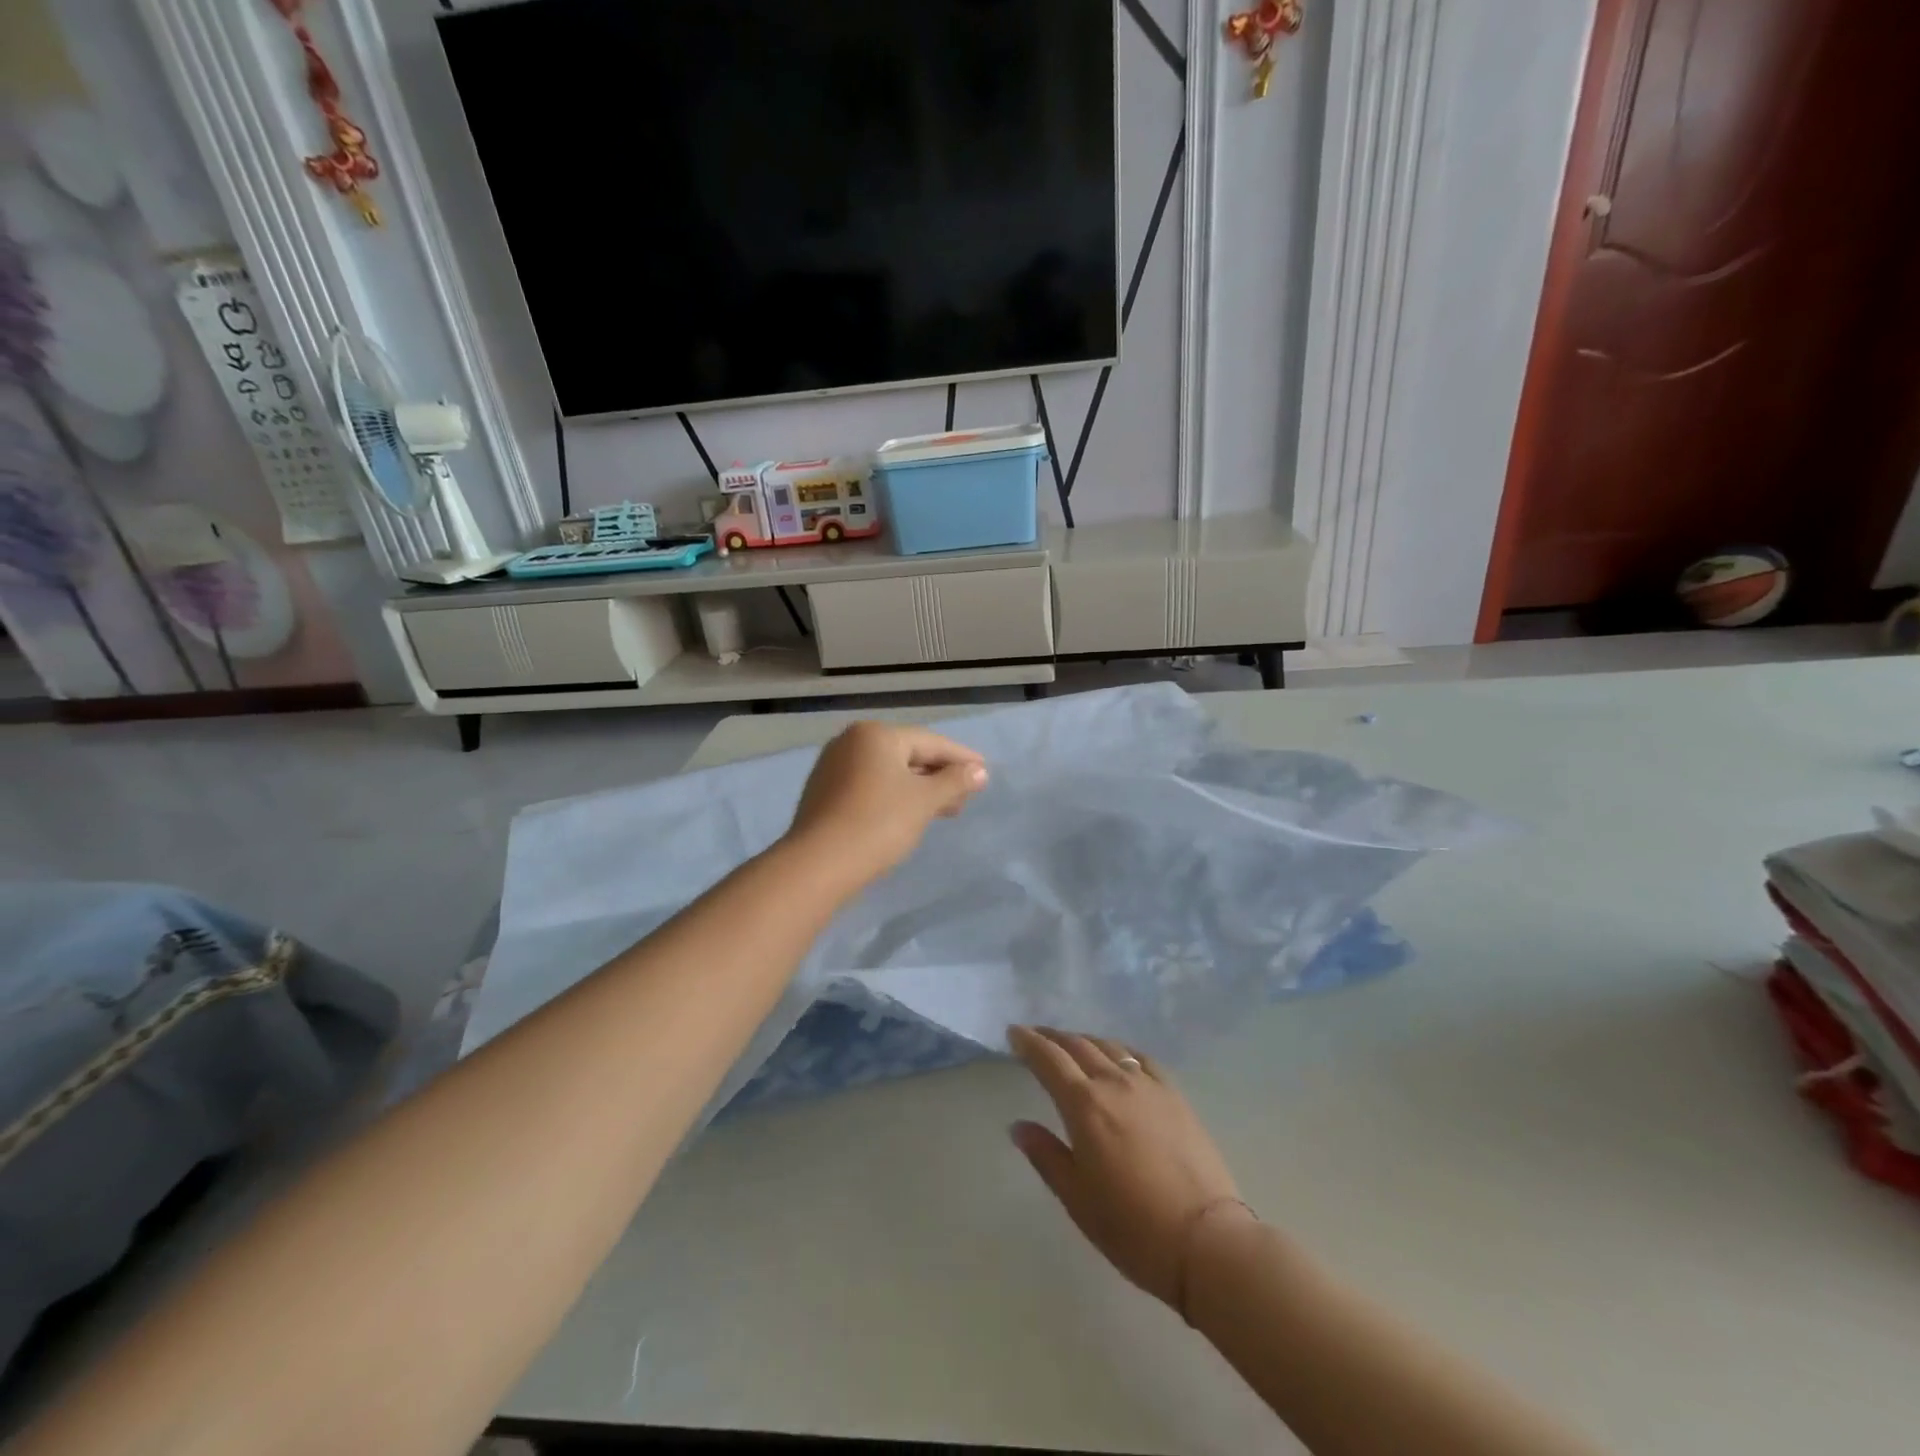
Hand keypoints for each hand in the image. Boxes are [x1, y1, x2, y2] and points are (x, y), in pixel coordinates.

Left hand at [784, 722, 987, 887]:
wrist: (818, 864)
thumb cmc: (878, 823)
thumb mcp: (924, 801)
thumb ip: (954, 782)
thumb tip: (979, 771)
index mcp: (875, 735)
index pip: (929, 741)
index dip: (960, 757)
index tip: (984, 771)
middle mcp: (851, 742)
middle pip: (907, 755)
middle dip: (939, 776)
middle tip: (967, 796)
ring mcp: (833, 767)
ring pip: (888, 773)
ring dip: (919, 789)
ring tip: (945, 811)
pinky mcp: (824, 794)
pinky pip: (870, 787)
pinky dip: (894, 797)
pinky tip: (909, 816)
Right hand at [1008, 1025, 1250, 1310]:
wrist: (1205, 1240)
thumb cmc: (1132, 1227)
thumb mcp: (1077, 1198)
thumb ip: (1046, 1155)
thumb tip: (1019, 1126)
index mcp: (1084, 1105)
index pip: (1049, 1060)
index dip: (1028, 1042)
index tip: (1013, 1032)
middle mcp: (1114, 1083)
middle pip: (1078, 1046)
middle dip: (1053, 1038)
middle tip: (1036, 1036)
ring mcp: (1148, 1086)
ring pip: (1109, 1047)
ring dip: (1084, 1040)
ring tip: (1072, 1044)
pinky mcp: (1175, 1095)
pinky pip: (1141, 1059)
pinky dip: (1120, 1050)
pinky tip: (1118, 1056)